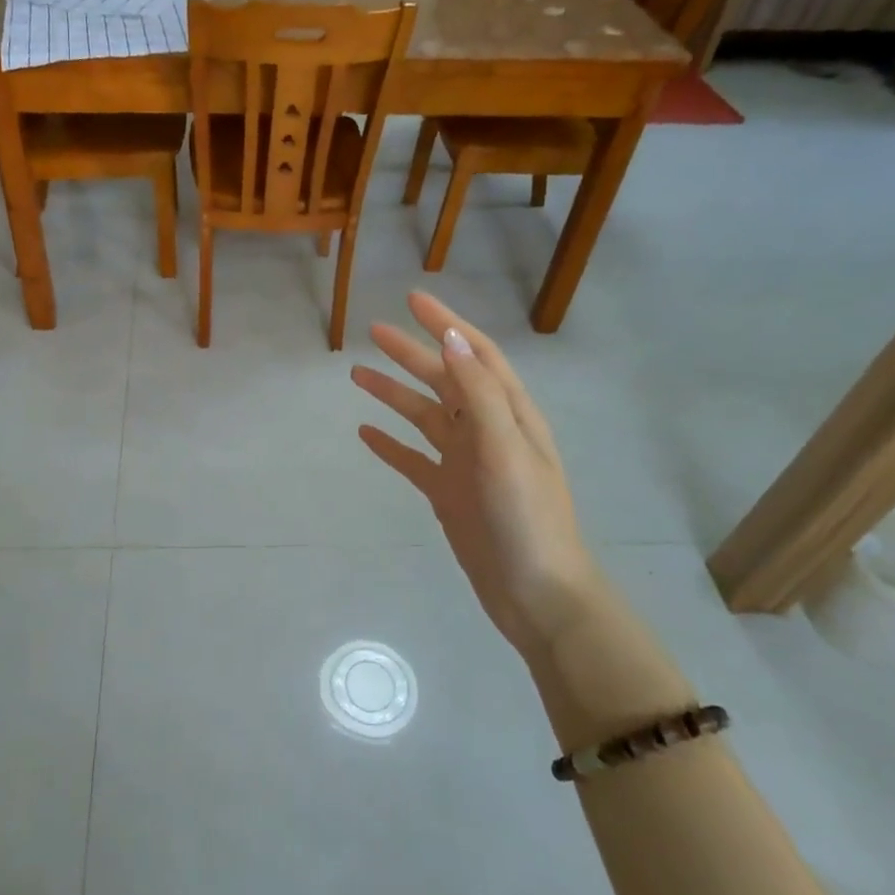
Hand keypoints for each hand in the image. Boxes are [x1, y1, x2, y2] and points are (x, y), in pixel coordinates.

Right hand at [352, 292, 601, 660]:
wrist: (537, 594)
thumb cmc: (526, 518)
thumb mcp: (505, 448)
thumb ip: (479, 393)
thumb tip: (452, 339)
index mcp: (509, 414)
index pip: (475, 355)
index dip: (447, 326)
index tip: (413, 300)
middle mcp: (487, 432)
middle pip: (445, 380)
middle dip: (411, 354)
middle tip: (372, 333)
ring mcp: (466, 464)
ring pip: (424, 417)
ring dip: (394, 394)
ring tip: (357, 376)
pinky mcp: (449, 494)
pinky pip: (413, 460)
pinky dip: (390, 444)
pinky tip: (365, 433)